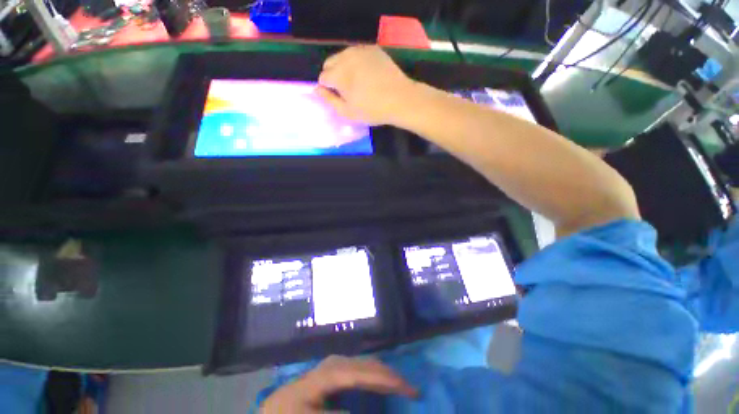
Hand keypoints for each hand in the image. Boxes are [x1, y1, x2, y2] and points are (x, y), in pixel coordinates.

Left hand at [260, 355, 416, 412]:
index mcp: (329, 373)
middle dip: (389, 376)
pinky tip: (381, 383)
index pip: (362, 373)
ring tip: (401, 386)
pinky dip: (375, 376)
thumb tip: (361, 411)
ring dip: (384, 376)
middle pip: (368, 365)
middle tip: (411, 389)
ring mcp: (336, 365)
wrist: (276, 408)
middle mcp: (336, 363)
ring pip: (366, 365)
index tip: (406, 387)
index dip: (384, 379)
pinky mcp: (336, 369)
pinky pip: (361, 369)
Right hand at [316, 45, 416, 125]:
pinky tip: (366, 73)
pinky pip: (357, 52)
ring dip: (344, 67)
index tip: (337, 96)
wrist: (400, 99)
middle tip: (345, 89)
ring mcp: (361, 50)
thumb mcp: (348, 112)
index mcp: (339, 74)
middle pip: (330, 62)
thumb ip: (330, 100)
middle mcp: (346, 57)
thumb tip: (316, 89)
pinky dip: (357, 61)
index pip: (323, 77)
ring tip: (356, 81)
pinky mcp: (373, 49)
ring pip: (343, 56)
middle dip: (333, 75)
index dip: (327, 88)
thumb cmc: (373, 110)